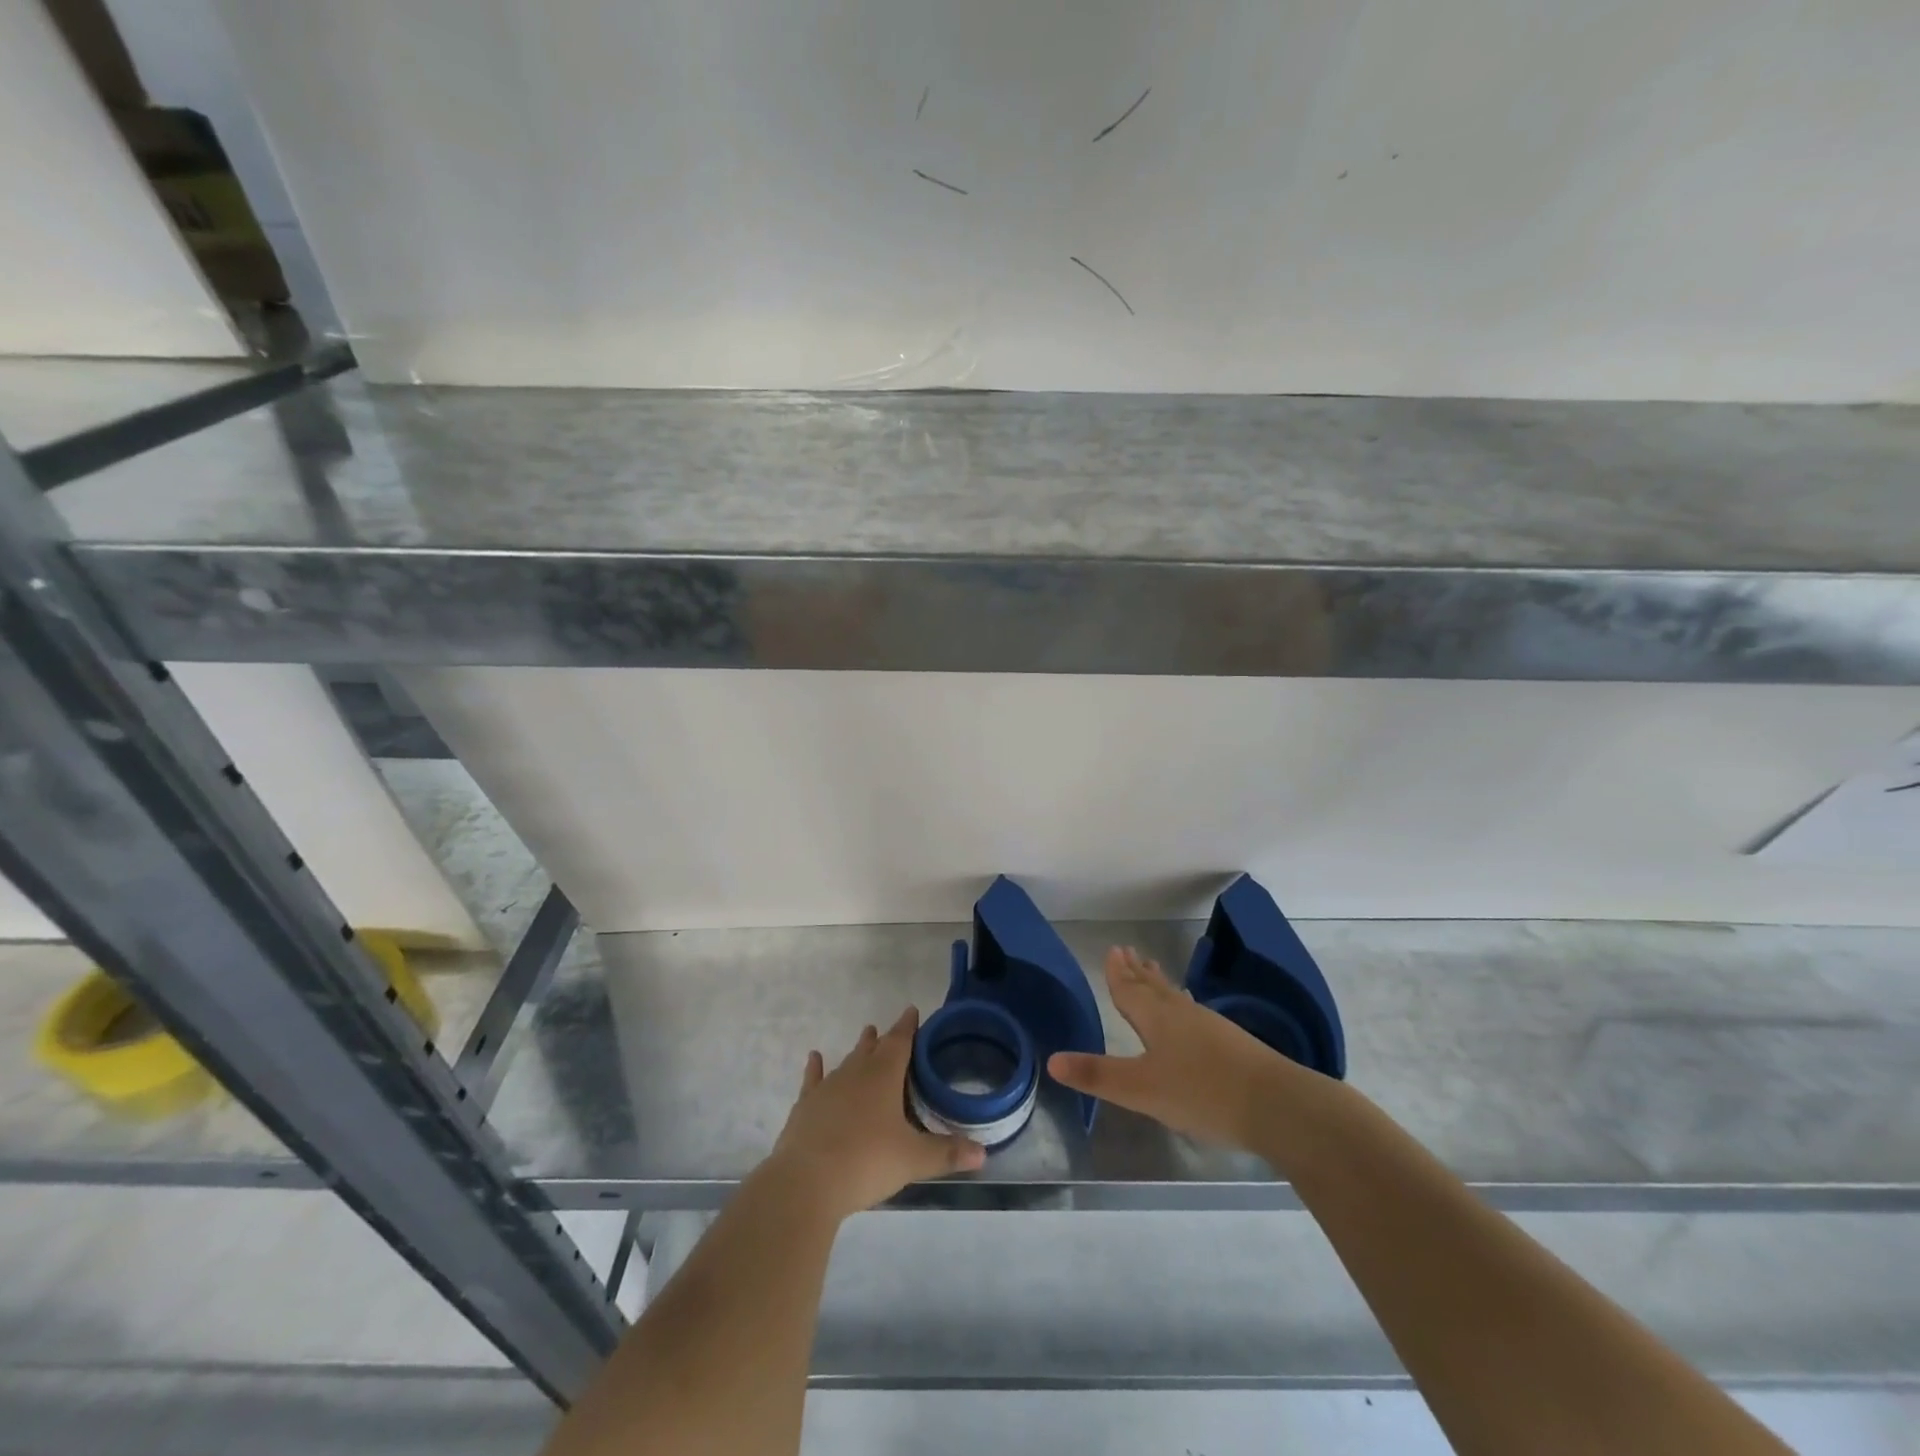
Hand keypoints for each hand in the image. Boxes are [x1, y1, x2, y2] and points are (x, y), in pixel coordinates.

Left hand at [764, 1007, 984, 1221]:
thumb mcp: (913, 1160)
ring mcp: (827, 1088)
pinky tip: (814, 1058)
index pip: (900, 1042)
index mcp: (884, 1076)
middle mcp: (855, 1073)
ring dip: (858, 1050)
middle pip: (873, 1049)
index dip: (908, 1027)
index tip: (912, 1011)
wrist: (806, 1182)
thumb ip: (946, 1153)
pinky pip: (813, 1080)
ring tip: (866, 1035)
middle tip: (890, 1030)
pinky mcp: (805, 1107)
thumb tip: (983, 1153)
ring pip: (847, 1061)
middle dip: (884, 1039)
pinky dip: (815, 1068)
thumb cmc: (866, 1162)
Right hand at [1048, 947, 1298, 1149]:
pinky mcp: (1232, 1045)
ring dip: (1160, 984)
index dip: (1118, 973)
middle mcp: (1182, 1014)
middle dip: (1138, 972)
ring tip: (1155, 972)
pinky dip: (1182, 1006)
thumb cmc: (1202, 1093)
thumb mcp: (1141, 1090)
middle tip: (1129, 951)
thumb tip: (1051, 1060)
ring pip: (1176, 998)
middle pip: (1154, 988)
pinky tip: (1191, 1015)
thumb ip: (1098, 1075)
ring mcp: (1211, 1027)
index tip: (1113, 949)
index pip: (1130, 989)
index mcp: (1156, 1018)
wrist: (1277, 1105)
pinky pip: (1194, 1013)